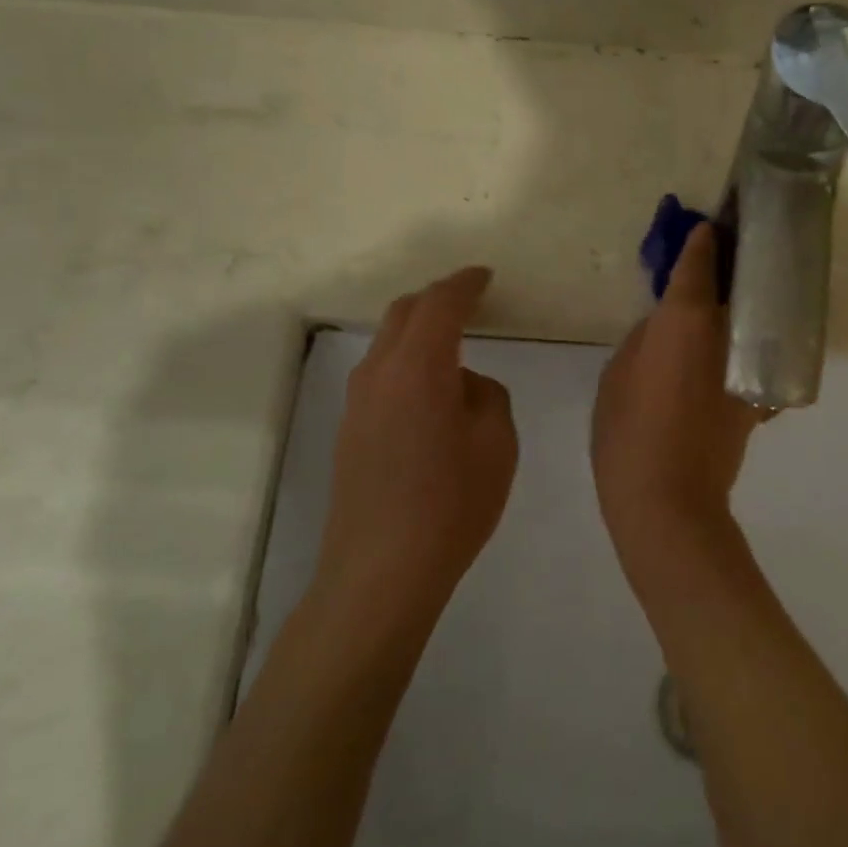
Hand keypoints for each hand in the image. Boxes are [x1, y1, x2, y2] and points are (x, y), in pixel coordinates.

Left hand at [313, 267, 517, 629]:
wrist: (381, 570)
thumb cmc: (451, 503)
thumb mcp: (497, 443)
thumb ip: (486, 395)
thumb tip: (463, 385)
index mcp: (419, 367)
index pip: (441, 304)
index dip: (465, 284)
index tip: (484, 276)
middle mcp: (378, 373)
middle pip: (404, 313)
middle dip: (437, 299)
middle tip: (470, 299)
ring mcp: (357, 402)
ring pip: (387, 343)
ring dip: (419, 331)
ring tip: (453, 343)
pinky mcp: (350, 430)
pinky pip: (381, 374)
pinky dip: (407, 361)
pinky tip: (430, 390)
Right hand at [592, 223, 760, 555]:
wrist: (669, 502)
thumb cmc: (628, 433)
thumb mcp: (617, 375)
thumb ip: (645, 337)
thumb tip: (667, 324)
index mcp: (687, 319)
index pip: (699, 264)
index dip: (701, 241)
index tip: (705, 226)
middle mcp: (727, 333)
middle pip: (737, 284)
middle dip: (731, 262)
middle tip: (724, 245)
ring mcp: (747, 366)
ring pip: (751, 318)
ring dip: (743, 300)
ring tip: (730, 287)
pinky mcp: (756, 397)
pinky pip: (753, 356)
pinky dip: (747, 342)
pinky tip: (733, 344)